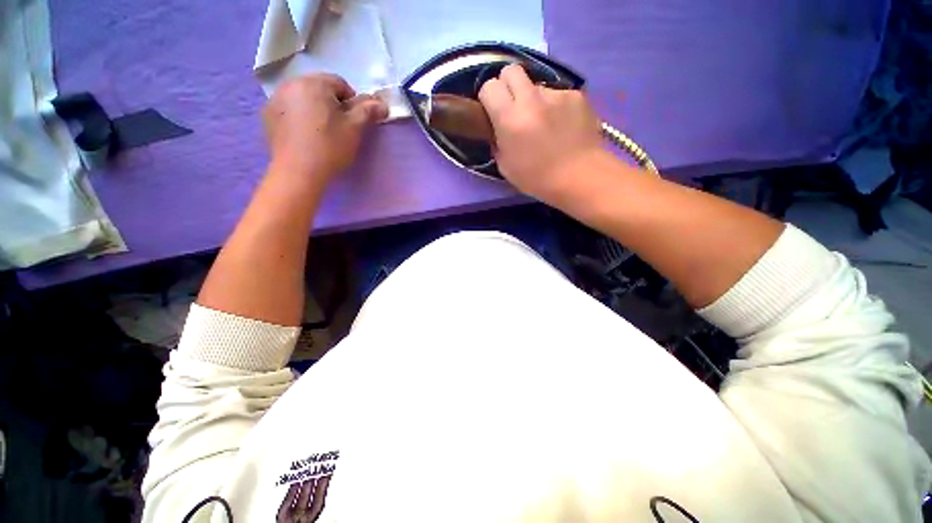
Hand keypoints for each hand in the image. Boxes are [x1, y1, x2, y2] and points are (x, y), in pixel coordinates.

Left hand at [263, 74, 387, 186]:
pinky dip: (298, 117)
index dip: (351, 102)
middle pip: (319, 88)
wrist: (299, 171)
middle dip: (331, 104)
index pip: (340, 83)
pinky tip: (304, 136)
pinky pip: (289, 109)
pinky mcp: (267, 115)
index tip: (353, 121)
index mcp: (314, 83)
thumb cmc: (330, 147)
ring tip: (320, 132)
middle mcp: (291, 84)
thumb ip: (368, 111)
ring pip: (303, 98)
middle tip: (338, 128)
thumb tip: (382, 104)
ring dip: (314, 109)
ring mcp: (276, 99)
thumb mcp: (354, 129)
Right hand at [478, 64, 605, 203]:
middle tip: (513, 106)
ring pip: (536, 85)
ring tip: (544, 123)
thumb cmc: (537, 178)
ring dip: (534, 99)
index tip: (493, 111)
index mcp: (509, 118)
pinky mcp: (575, 95)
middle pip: (511, 70)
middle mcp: (531, 98)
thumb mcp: (505, 167)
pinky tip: (562, 126)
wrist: (580, 177)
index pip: (489, 86)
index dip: (489, 97)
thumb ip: (498, 141)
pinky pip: (558, 94)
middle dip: (507, 85)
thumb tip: (499, 129)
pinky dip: (555, 107)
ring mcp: (556, 94)